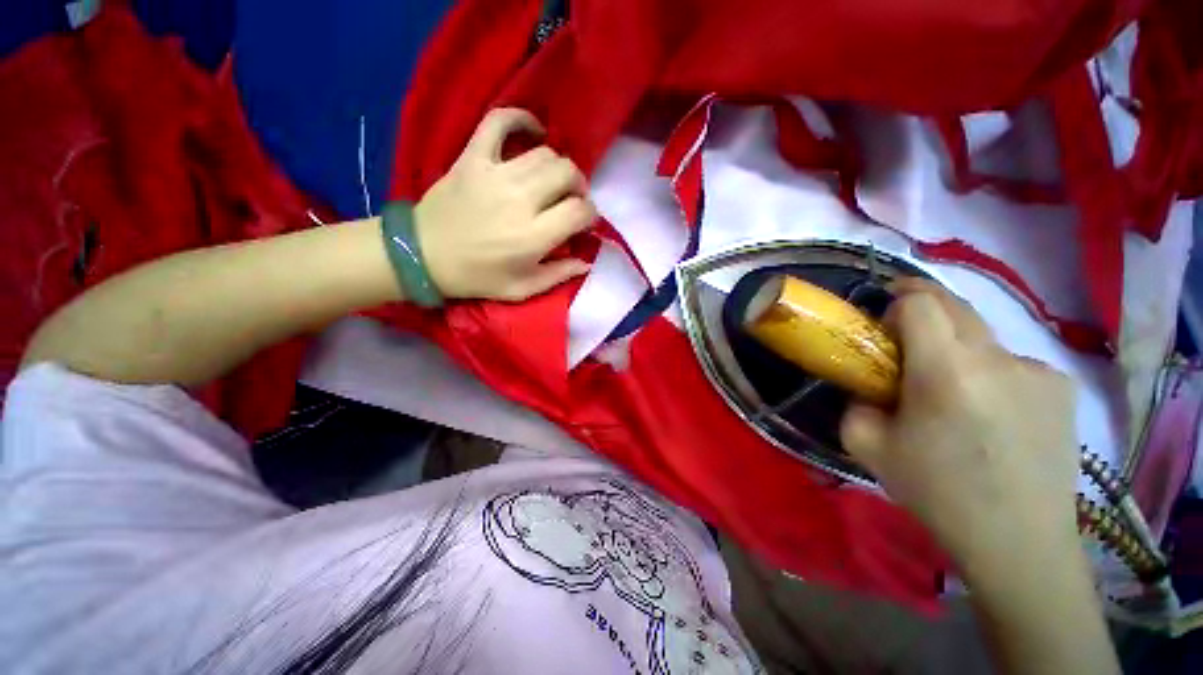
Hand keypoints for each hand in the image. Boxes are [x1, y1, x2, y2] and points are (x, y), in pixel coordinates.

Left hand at [414, 108, 595, 300]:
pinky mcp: (472, 157)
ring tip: (553, 180)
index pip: (579, 211)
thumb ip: (559, 275)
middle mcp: (520, 199)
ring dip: (558, 166)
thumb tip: (586, 261)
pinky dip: (520, 119)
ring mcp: (495, 173)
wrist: (424, 255)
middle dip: (579, 187)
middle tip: (571, 200)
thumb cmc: (477, 277)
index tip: (584, 222)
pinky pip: (499, 122)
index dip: (590, 215)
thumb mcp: (523, 289)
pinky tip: (533, 131)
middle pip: (567, 174)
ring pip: (545, 154)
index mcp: (534, 235)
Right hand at [839, 279, 1081, 575]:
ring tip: (951, 392)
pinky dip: (990, 373)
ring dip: (956, 347)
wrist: (1020, 542)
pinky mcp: (1062, 388)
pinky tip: (992, 413)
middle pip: (955, 305)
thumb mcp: (869, 447)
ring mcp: (1038, 370)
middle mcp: (998, 359)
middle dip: (922, 309)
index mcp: (947, 371)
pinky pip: (1012, 362)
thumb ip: (855, 403)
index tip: (883, 323)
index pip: (920, 302)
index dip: (896, 302)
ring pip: (983, 336)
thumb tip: (867, 386)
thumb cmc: (938, 493)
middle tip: (903, 339)